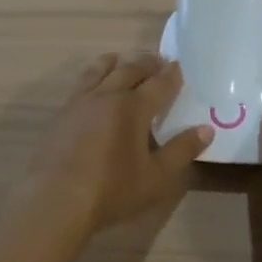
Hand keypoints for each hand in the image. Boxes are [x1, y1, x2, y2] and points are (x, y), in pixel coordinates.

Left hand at [24, 52, 211, 235]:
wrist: (55, 201)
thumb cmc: (111, 190)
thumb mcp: (156, 176)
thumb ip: (181, 150)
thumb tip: (207, 129)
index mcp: (133, 107)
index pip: (159, 83)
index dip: (172, 74)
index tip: (180, 66)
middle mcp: (107, 95)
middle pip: (130, 70)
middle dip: (147, 63)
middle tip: (158, 61)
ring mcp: (80, 102)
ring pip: (99, 71)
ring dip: (116, 62)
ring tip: (121, 60)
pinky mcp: (61, 115)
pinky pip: (81, 85)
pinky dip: (93, 77)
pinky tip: (93, 89)